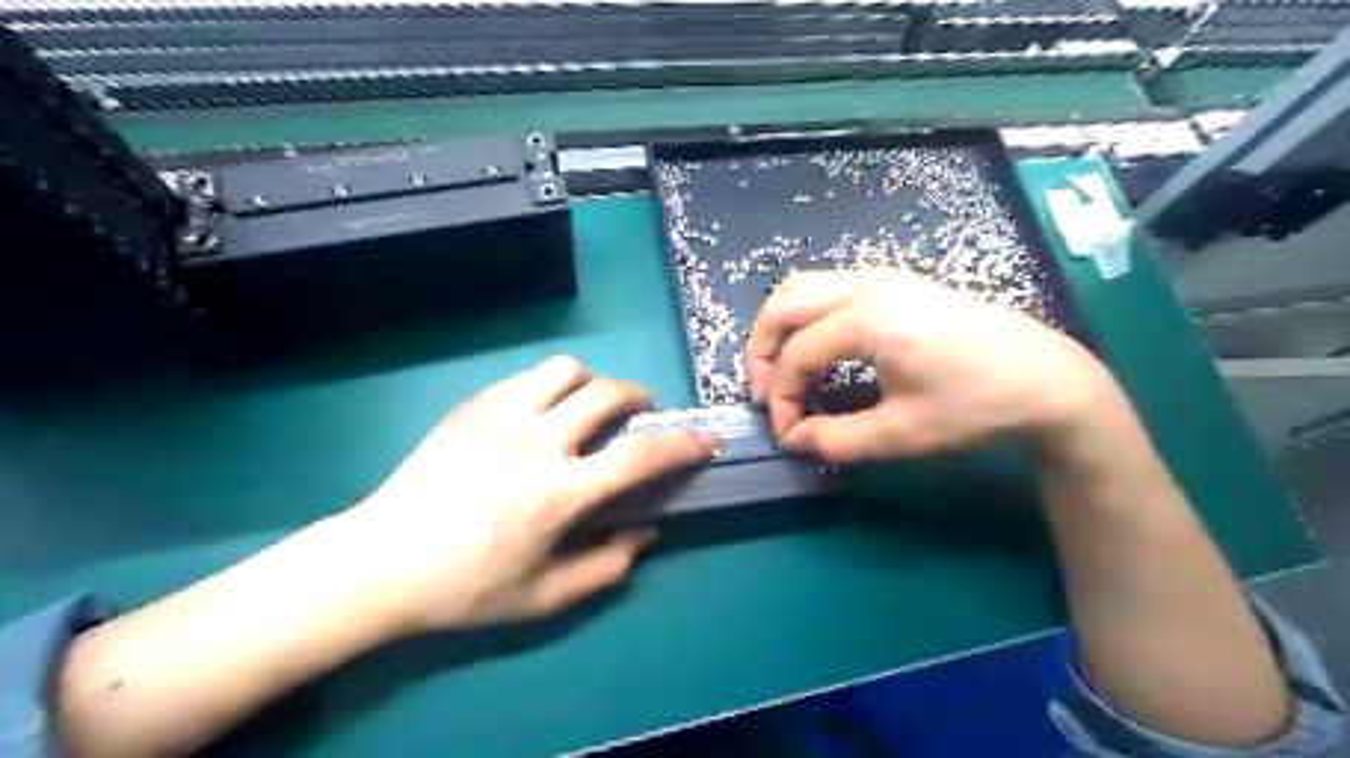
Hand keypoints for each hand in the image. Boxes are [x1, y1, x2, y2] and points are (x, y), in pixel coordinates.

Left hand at [330, 354, 722, 631]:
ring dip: (590, 384)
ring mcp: (500, 417)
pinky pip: (525, 377)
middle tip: (638, 416)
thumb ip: (607, 566)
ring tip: (586, 407)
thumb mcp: (544, 597)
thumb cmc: (465, 588)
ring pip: (566, 370)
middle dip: (638, 398)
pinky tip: (540, 412)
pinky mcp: (471, 407)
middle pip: (607, 393)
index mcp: (559, 493)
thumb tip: (648, 533)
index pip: (639, 457)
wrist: (380, 562)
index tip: (704, 439)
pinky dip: (549, 387)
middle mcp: (537, 442)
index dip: (682, 444)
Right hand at [742, 269, 1111, 465]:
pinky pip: (828, 287)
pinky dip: (806, 316)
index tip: (786, 433)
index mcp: (868, 319)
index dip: (780, 397)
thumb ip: (835, 439)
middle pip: (783, 303)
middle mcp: (867, 285)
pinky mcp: (895, 282)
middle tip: (765, 392)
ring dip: (781, 327)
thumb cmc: (975, 407)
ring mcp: (882, 277)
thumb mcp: (901, 434)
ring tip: (784, 370)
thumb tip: (793, 438)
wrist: (1045, 379)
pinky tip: (818, 349)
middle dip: (762, 350)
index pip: (796, 355)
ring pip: (803, 287)